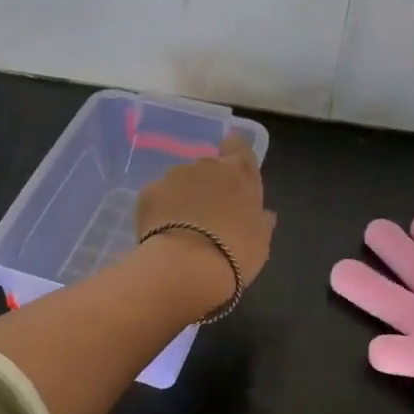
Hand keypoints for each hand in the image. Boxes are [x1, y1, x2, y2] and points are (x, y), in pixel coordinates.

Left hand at [134, 132, 274, 310]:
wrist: (186, 267)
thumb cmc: (234, 254)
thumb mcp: (259, 242)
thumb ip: (261, 222)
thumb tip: (264, 214)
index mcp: (239, 173)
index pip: (238, 145)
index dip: (234, 152)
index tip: (230, 168)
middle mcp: (207, 166)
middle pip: (208, 167)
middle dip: (207, 185)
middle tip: (207, 215)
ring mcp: (174, 176)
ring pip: (180, 181)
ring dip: (182, 197)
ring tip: (181, 229)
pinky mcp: (148, 191)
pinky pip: (157, 196)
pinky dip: (160, 210)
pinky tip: (162, 233)